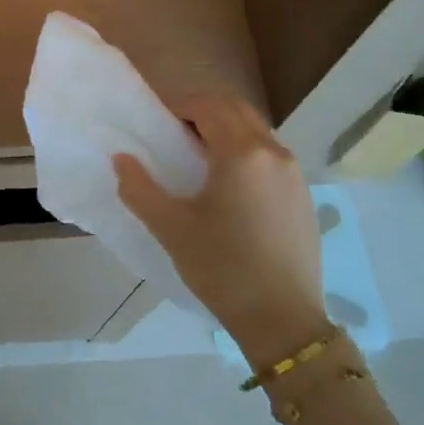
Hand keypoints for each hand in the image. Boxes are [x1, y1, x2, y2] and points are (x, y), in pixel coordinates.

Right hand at [113, 94, 328, 367]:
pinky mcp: (303, 195)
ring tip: (198, 161)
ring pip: (257, 131)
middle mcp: (274, 152)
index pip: (209, 107)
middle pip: (237, 110)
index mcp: (241, 153)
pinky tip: (228, 188)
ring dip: (226, 131)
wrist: (282, 318)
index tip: (157, 123)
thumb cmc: (220, 268)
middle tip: (174, 134)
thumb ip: (139, 188)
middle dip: (204, 112)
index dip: (180, 106)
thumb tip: (121, 159)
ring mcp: (295, 174)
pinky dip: (245, 152)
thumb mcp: (170, 228)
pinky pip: (270, 156)